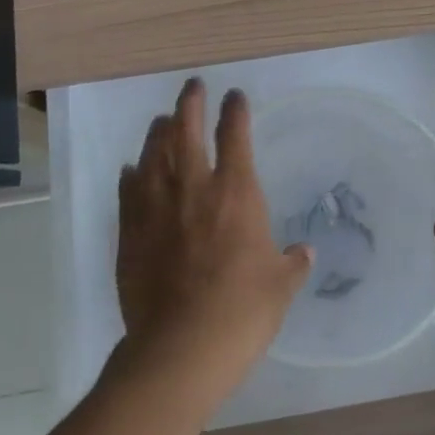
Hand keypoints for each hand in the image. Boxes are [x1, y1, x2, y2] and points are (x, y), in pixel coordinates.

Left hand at [116, 79, 312, 408]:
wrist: (181, 347)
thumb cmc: (243, 310)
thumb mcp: (281, 286)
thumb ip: (293, 263)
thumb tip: (305, 253)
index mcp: (236, 192)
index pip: (235, 136)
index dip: (235, 111)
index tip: (235, 96)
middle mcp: (194, 188)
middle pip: (186, 131)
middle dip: (190, 104)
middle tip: (192, 86)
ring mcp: (156, 209)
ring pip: (154, 155)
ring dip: (159, 132)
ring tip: (162, 120)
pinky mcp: (130, 233)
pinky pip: (129, 192)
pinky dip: (132, 175)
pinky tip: (133, 169)